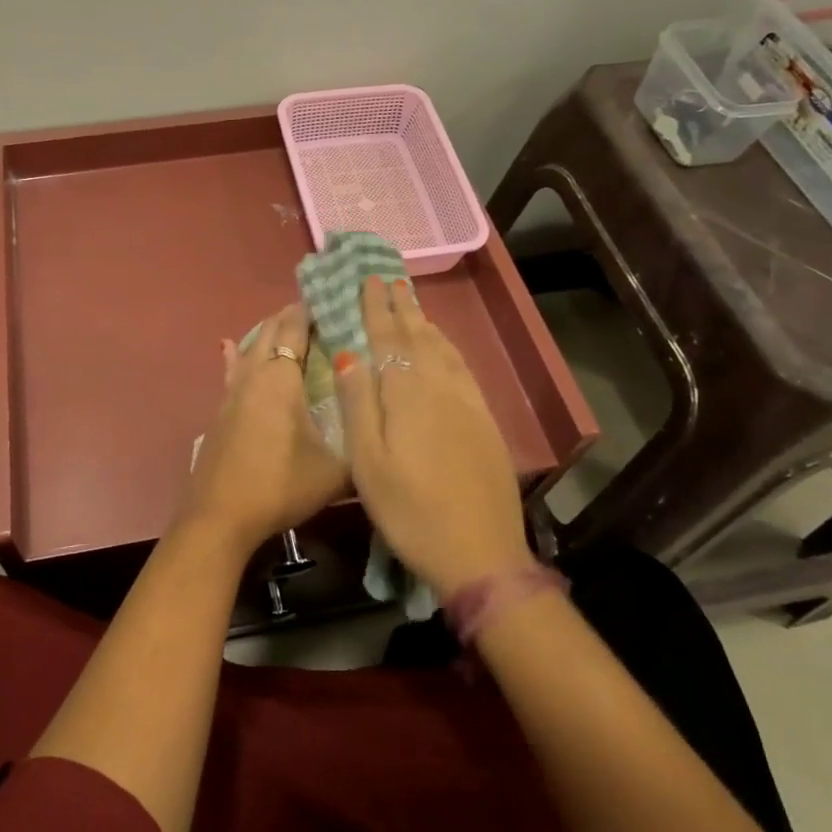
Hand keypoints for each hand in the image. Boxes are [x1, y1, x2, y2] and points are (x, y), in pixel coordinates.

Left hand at [179, 303, 347, 557]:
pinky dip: (237, 355)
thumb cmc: (280, 485)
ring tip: (281, 325)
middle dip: (289, 318)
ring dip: (265, 334)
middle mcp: (254, 376)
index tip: (325, 298)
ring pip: (248, 348)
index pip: (294, 331)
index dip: (308, 312)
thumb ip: (360, 448)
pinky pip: (232, 370)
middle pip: (269, 332)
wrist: (220, 515)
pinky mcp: (220, 412)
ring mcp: (232, 393)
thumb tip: (382, 433)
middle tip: (312, 311)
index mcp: (281, 379)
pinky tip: (228, 347)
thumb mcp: (335, 472)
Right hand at [334, 276, 531, 596]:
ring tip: (412, 304)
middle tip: (390, 278)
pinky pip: (461, 369)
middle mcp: (440, 387)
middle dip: (401, 306)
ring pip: (443, 350)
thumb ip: (358, 404)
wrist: (481, 554)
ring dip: (424, 323)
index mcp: (408, 394)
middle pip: (418, 337)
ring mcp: (468, 403)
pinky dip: (447, 349)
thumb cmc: (410, 511)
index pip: (388, 339)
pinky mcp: (484, 422)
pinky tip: (443, 350)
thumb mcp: (368, 462)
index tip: (368, 279)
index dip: (376, 308)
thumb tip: (347, 353)